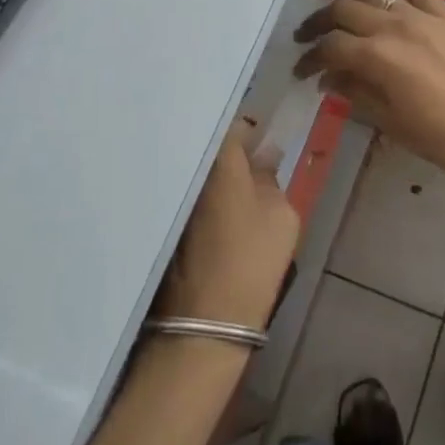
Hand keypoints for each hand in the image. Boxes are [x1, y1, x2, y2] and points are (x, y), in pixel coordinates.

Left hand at [154, 119, 300, 329]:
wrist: (207, 319)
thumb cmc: (252, 259)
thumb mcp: (281, 214)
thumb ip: (270, 177)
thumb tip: (262, 158)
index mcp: (217, 159)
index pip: (233, 125)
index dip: (250, 131)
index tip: (263, 143)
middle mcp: (186, 169)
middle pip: (209, 147)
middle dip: (228, 151)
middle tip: (253, 165)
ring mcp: (170, 196)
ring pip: (195, 172)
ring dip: (213, 174)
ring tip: (236, 189)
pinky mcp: (163, 222)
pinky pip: (186, 194)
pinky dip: (200, 196)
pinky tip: (217, 213)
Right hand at [293, 0, 444, 192]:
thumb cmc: (436, 136)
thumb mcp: (387, 119)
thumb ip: (354, 91)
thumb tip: (327, 77)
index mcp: (375, 57)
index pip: (330, 47)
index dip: (310, 58)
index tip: (300, 72)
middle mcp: (393, 26)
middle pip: (343, 11)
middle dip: (317, 22)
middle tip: (303, 34)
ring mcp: (421, 16)